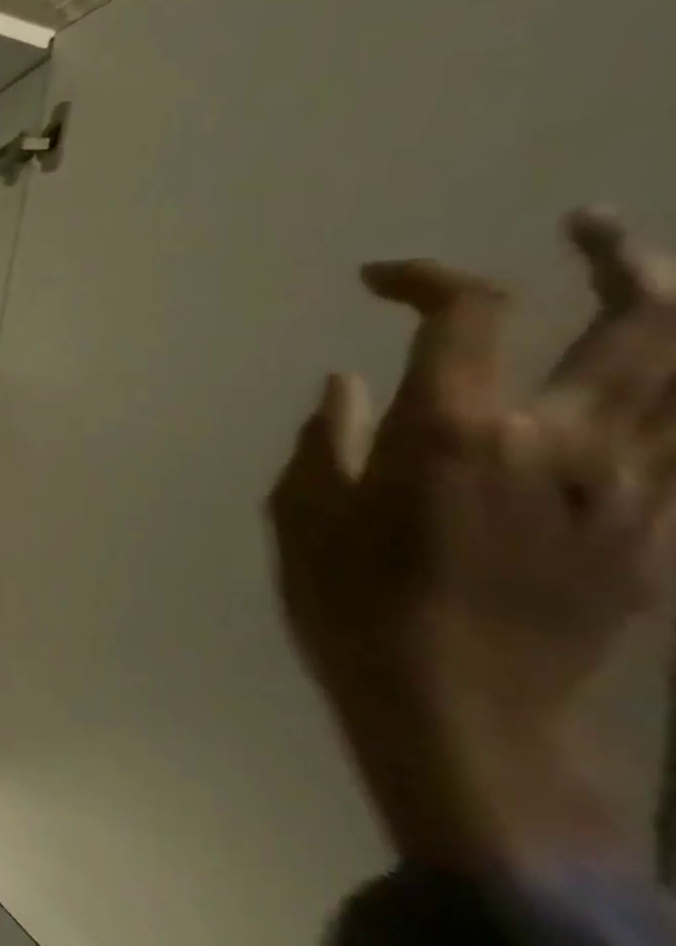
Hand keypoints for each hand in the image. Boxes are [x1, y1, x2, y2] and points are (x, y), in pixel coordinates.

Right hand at [267, 210, 675, 868]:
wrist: (465, 717)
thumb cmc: (357, 608)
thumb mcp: (306, 517)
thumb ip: (328, 439)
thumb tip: (346, 384)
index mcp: (456, 431)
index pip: (470, 310)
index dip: (426, 276)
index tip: (378, 282)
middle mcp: (562, 440)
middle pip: (643, 319)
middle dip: (618, 256)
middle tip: (585, 228)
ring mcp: (632, 488)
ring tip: (651, 284)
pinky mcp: (662, 536)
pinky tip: (660, 386)